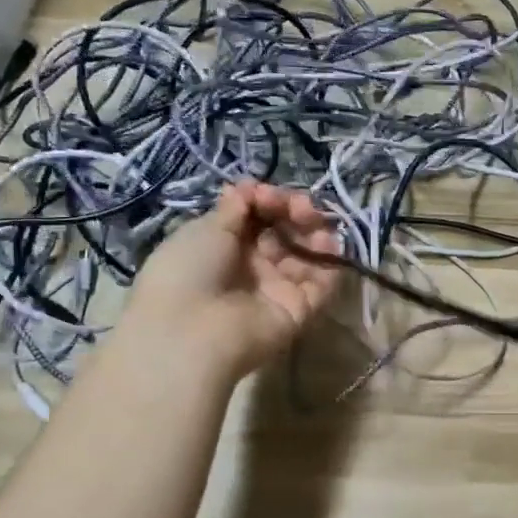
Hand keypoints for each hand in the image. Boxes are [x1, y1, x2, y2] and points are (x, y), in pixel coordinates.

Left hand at [126, 182, 340, 378]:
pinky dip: (330, 263)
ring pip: (308, 256)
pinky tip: (327, 244)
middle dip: (297, 214)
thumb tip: (249, 186)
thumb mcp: (205, 229)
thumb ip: (236, 208)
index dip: (270, 202)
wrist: (190, 331)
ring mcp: (278, 290)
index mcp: (226, 246)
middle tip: (301, 208)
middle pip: (286, 234)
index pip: (260, 218)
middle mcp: (254, 267)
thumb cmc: (188, 271)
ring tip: (316, 223)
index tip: (270, 195)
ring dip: (316, 234)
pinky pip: (322, 284)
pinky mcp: (300, 311)